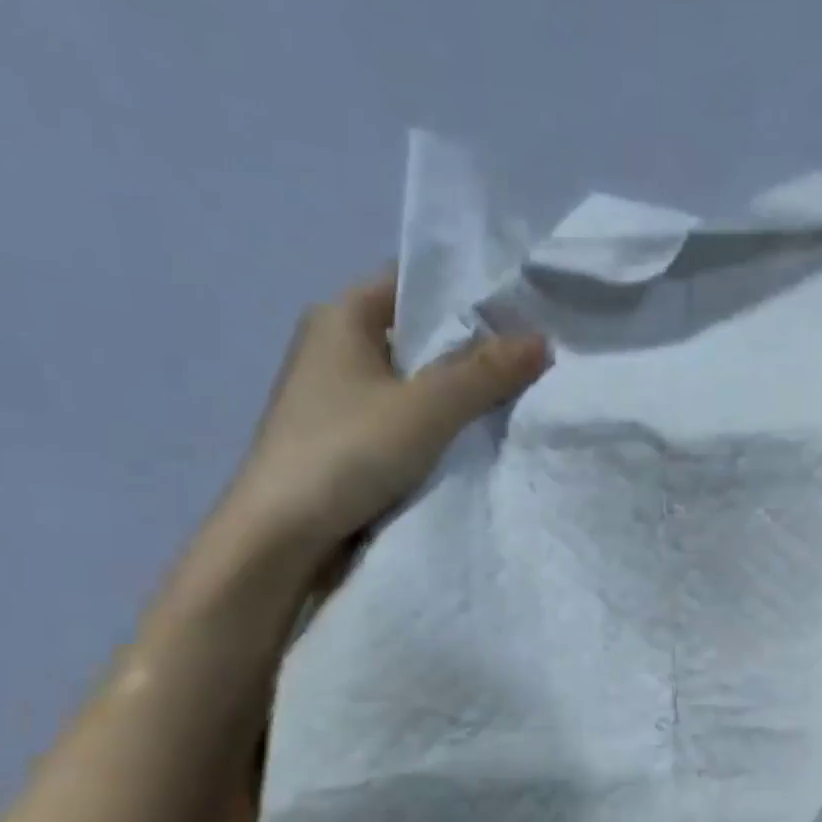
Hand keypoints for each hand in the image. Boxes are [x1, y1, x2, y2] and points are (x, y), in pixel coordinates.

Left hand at [222, 271, 548, 563]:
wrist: (279, 538)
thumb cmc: (347, 453)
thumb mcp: (426, 408)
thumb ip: (485, 372)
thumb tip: (542, 340)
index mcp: (341, 316)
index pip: (413, 282)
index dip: (467, 292)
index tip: (521, 309)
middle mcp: (334, 346)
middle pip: (416, 334)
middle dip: (470, 347)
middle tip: (531, 356)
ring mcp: (335, 396)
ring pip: (411, 380)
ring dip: (454, 391)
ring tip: (515, 394)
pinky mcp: (342, 439)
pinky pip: (401, 417)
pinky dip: (434, 423)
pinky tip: (472, 436)